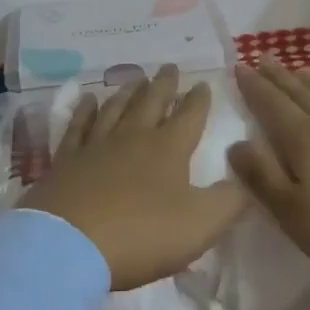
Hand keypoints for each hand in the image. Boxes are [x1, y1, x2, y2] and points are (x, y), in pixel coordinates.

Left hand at [22, 65, 246, 290]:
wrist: (70, 243)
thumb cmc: (142, 234)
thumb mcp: (201, 225)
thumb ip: (229, 202)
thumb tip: (243, 182)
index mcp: (168, 149)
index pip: (189, 116)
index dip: (198, 100)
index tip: (202, 83)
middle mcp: (133, 137)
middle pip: (151, 102)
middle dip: (164, 84)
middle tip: (169, 66)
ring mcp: (96, 145)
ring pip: (116, 108)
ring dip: (128, 92)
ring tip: (136, 79)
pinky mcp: (66, 160)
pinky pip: (78, 126)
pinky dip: (84, 111)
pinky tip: (88, 100)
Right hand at [228, 57, 309, 288]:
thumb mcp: (295, 214)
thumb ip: (263, 178)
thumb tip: (235, 144)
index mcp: (304, 140)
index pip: (271, 105)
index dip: (254, 86)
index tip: (240, 66)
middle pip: (299, 93)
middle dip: (278, 76)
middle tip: (263, 57)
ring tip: (298, 69)